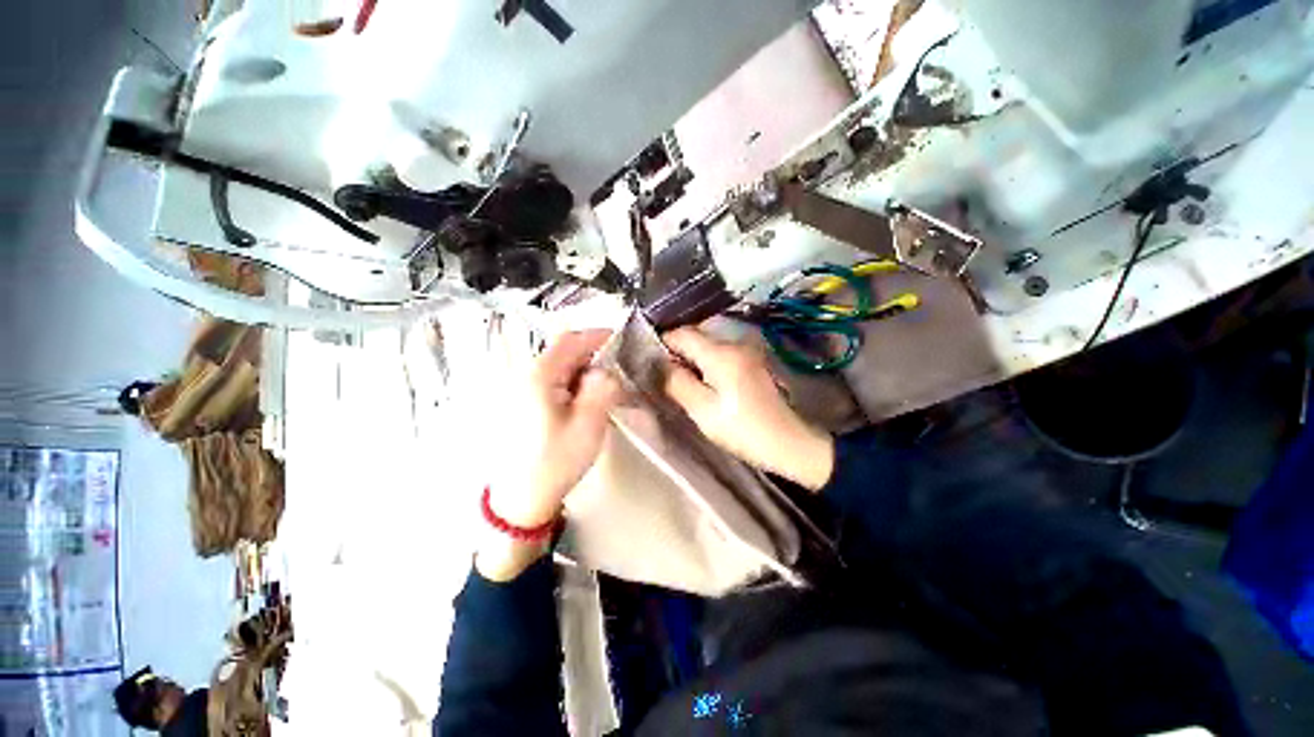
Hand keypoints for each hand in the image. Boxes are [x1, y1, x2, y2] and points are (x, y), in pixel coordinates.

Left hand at [479, 330, 620, 580]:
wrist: (520, 497)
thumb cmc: (555, 461)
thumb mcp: (588, 425)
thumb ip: (602, 389)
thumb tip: (606, 369)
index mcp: (540, 375)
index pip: (572, 340)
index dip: (598, 335)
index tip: (622, 341)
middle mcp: (525, 373)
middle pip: (564, 350)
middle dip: (593, 354)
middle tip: (618, 369)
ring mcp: (520, 386)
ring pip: (558, 364)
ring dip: (583, 369)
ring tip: (604, 386)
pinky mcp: (521, 400)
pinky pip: (551, 379)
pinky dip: (571, 381)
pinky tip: (583, 399)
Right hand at [663, 328, 834, 491]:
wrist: (788, 442)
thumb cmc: (742, 429)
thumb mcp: (703, 410)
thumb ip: (677, 383)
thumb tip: (658, 363)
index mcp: (721, 353)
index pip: (682, 333)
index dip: (662, 343)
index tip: (649, 361)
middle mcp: (735, 343)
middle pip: (696, 335)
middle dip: (677, 350)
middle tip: (664, 375)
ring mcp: (747, 350)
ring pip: (708, 344)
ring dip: (692, 357)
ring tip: (682, 380)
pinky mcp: (753, 361)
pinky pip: (722, 353)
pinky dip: (707, 362)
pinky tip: (704, 382)